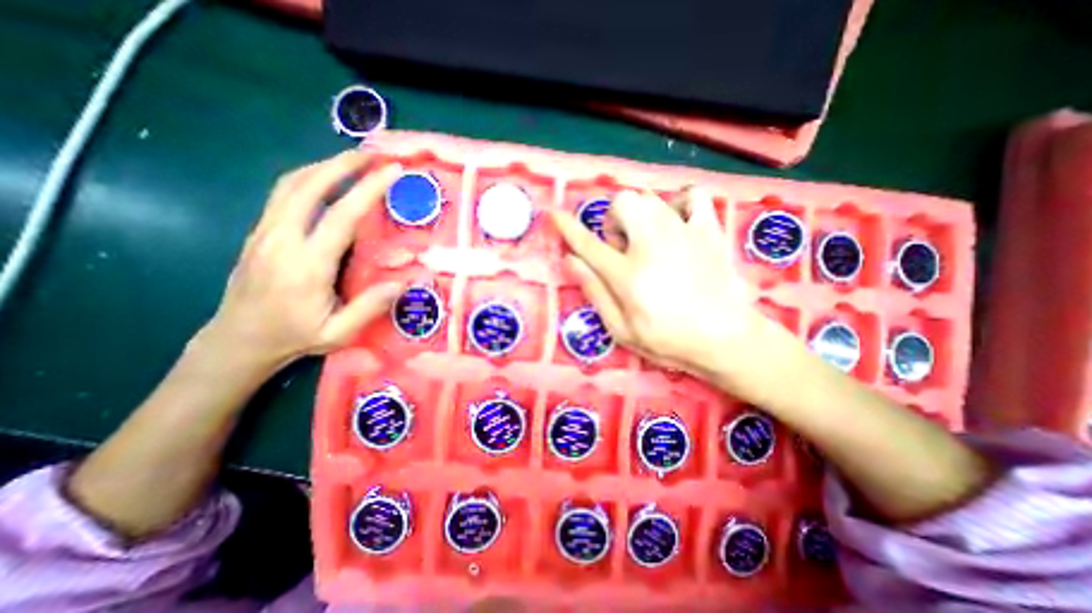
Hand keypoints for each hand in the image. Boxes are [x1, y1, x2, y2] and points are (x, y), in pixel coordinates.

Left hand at [197, 152, 404, 373]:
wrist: (237, 340)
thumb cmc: (293, 337)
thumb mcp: (338, 332)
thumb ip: (370, 306)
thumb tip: (404, 282)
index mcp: (307, 264)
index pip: (341, 215)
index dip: (368, 189)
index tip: (392, 171)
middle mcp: (282, 239)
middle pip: (309, 185)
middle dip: (343, 164)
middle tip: (373, 154)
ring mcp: (265, 232)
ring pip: (291, 184)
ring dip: (324, 166)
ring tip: (354, 162)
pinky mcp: (260, 233)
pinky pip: (283, 194)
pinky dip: (308, 178)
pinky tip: (326, 181)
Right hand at [557, 188, 784, 386]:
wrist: (726, 339)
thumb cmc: (668, 340)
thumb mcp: (621, 328)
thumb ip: (594, 291)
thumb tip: (571, 260)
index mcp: (627, 274)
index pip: (588, 243)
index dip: (568, 228)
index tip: (555, 215)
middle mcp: (652, 244)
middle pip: (622, 203)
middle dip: (613, 220)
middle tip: (622, 246)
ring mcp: (683, 233)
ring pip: (650, 197)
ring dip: (639, 214)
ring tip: (648, 238)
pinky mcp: (709, 230)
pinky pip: (692, 195)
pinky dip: (679, 203)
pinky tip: (677, 223)